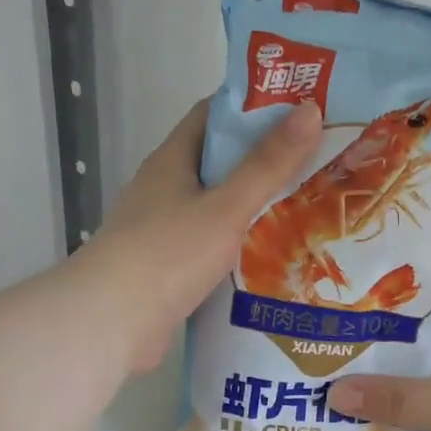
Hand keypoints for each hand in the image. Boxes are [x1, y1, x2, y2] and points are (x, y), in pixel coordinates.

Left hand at [78, 98, 322, 373]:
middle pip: (219, 162)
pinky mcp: (168, 269)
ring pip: (217, 208)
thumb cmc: (167, 255)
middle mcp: (165, 189)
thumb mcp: (225, 207)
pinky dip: (240, 246)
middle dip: (265, 160)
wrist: (111, 323)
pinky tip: (274, 258)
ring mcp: (164, 230)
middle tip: (319, 163)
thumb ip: (267, 165)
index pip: (214, 115)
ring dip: (255, 207)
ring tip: (309, 209)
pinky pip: (212, 246)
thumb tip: (311, 111)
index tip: (302, 110)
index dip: (256, 107)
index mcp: (172, 160)